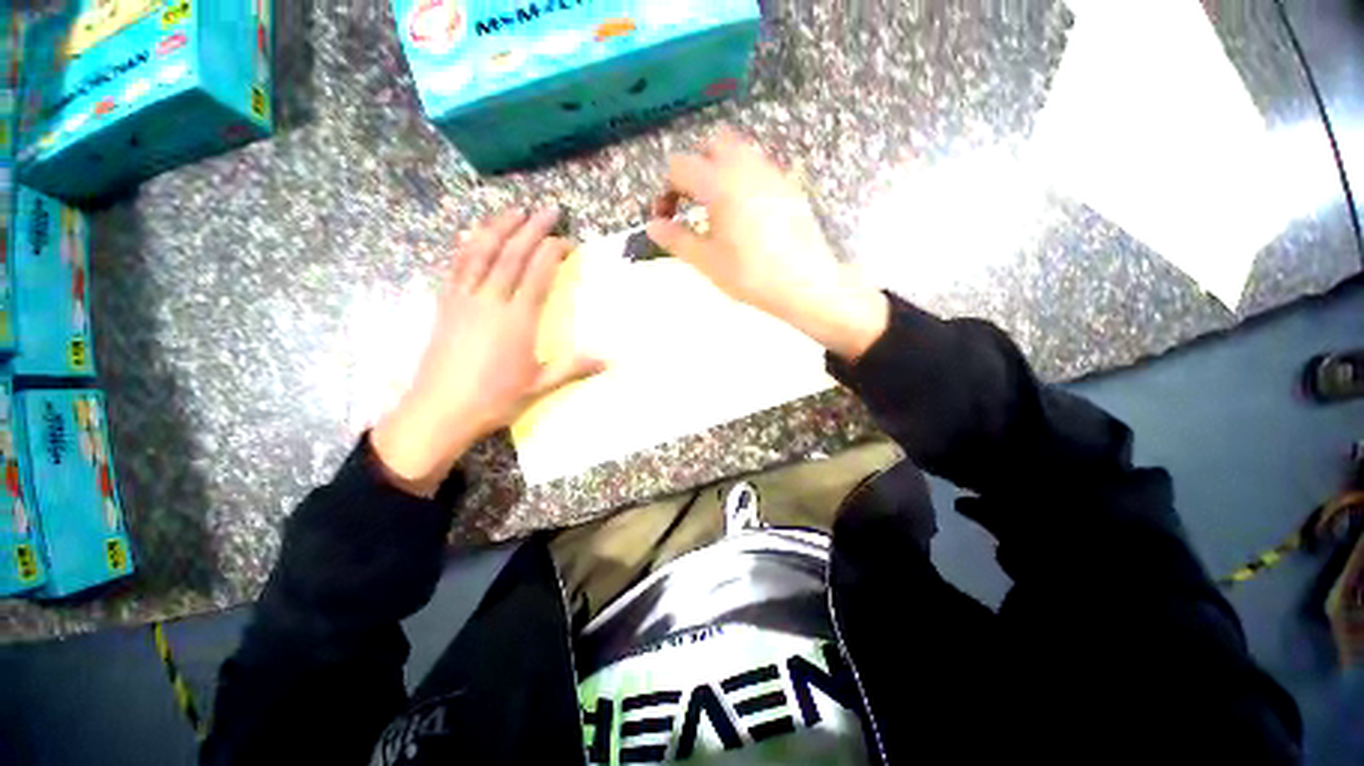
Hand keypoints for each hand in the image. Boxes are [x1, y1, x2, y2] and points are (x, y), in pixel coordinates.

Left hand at [373, 208, 603, 496]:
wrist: (439, 411)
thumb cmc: (494, 399)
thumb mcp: (540, 386)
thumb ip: (574, 367)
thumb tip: (610, 360)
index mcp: (517, 320)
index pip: (537, 273)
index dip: (553, 251)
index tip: (568, 240)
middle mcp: (490, 301)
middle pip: (511, 254)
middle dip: (531, 228)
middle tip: (548, 210)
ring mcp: (463, 299)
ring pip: (481, 252)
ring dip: (498, 227)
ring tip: (514, 210)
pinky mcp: (445, 304)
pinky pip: (457, 265)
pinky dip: (468, 244)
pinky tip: (474, 234)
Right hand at [646, 126, 888, 360]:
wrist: (804, 283)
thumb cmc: (750, 274)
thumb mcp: (707, 261)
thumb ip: (676, 239)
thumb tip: (652, 225)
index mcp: (718, 183)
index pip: (680, 166)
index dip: (667, 190)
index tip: (669, 217)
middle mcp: (744, 166)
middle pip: (712, 144)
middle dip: (697, 167)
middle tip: (695, 203)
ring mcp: (771, 172)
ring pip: (740, 151)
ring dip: (722, 169)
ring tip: (720, 207)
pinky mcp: (789, 184)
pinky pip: (761, 166)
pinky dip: (745, 178)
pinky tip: (748, 212)